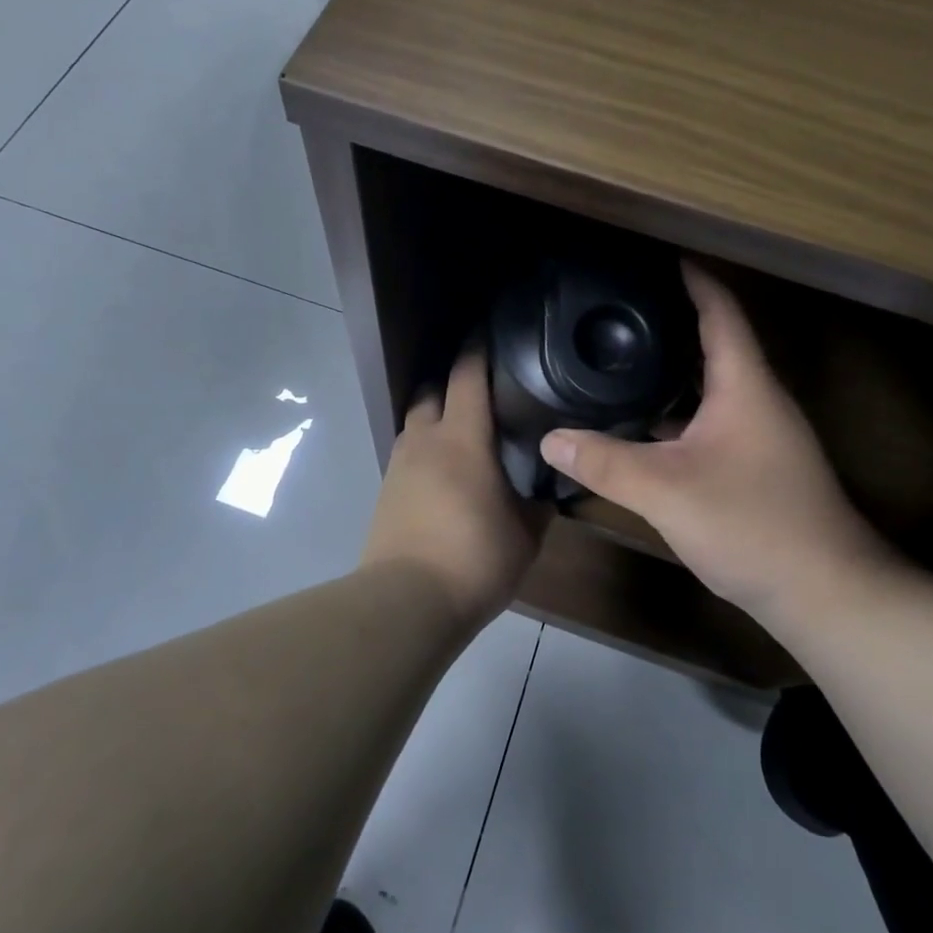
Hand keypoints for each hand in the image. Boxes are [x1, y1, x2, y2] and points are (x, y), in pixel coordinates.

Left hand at [361, 346, 545, 623]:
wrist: (407, 601)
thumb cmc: (475, 558)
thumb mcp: (525, 534)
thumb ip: (537, 503)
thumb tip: (547, 489)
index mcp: (462, 438)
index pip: (467, 376)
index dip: (478, 348)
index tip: (489, 331)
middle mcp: (424, 440)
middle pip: (432, 390)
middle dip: (452, 382)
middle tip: (482, 390)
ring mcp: (399, 465)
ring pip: (415, 422)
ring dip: (436, 417)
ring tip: (464, 432)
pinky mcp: (386, 492)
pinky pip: (407, 454)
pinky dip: (425, 450)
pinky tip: (445, 473)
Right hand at [540, 264, 893, 621]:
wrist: (826, 594)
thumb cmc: (753, 525)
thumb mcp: (666, 491)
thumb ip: (605, 462)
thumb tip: (550, 439)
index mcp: (744, 385)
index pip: (720, 311)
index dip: (692, 278)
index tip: (657, 257)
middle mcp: (757, 400)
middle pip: (714, 344)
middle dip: (671, 321)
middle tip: (620, 311)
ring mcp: (760, 436)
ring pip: (710, 387)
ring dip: (672, 371)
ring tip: (621, 360)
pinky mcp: (756, 467)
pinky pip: (710, 422)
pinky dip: (677, 413)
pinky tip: (643, 426)